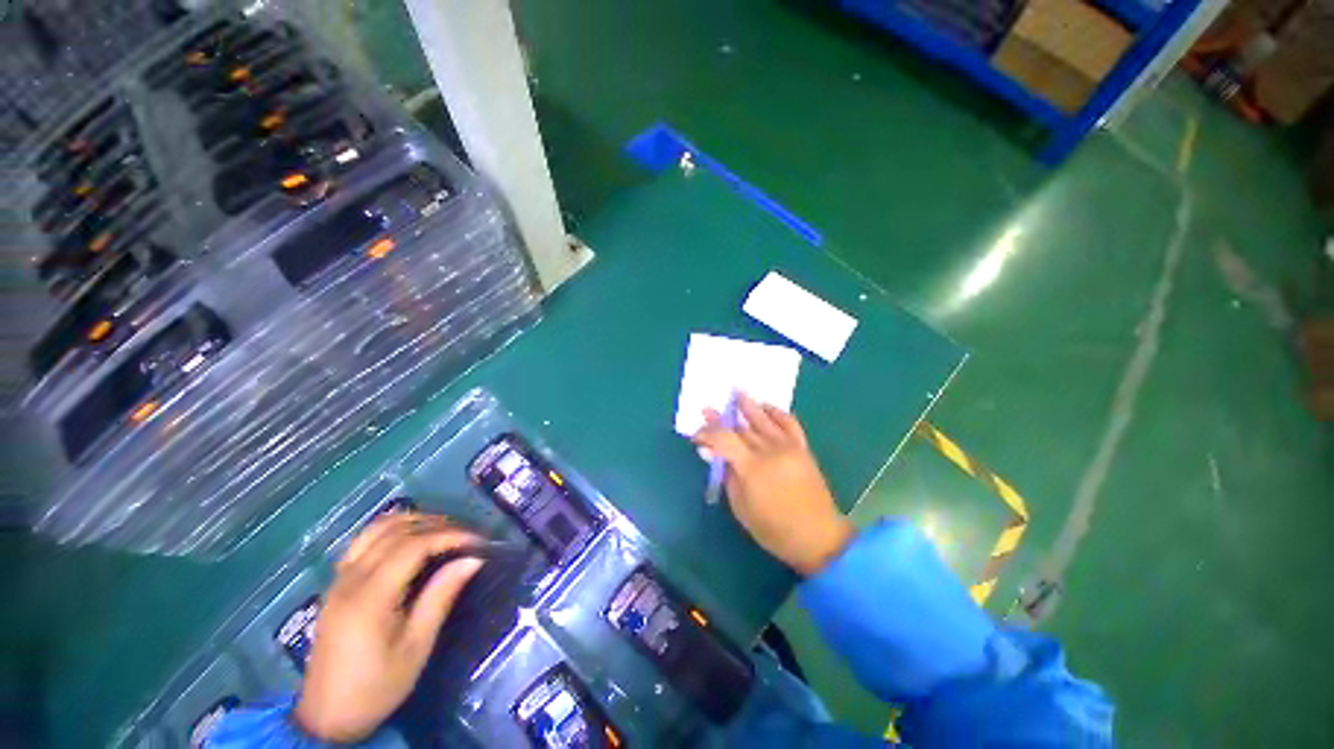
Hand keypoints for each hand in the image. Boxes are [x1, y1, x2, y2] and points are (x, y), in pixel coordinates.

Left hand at [295, 513, 484, 742]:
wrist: (326, 717)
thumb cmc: (377, 687)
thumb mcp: (416, 647)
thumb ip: (441, 597)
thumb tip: (473, 560)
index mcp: (370, 597)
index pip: (414, 545)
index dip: (450, 535)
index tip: (479, 541)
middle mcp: (351, 579)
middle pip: (397, 530)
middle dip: (438, 525)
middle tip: (468, 535)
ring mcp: (339, 578)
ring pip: (378, 528)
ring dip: (415, 521)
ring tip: (444, 531)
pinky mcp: (336, 583)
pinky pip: (364, 540)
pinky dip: (393, 529)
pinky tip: (410, 539)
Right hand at [693, 393, 854, 575]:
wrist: (817, 537)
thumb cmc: (774, 530)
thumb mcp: (741, 508)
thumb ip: (727, 477)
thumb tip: (712, 453)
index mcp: (752, 468)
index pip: (723, 439)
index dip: (707, 434)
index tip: (696, 436)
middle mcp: (769, 451)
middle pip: (740, 427)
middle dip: (721, 419)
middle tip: (708, 410)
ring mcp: (788, 447)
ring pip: (764, 419)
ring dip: (748, 405)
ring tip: (737, 392)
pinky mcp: (802, 448)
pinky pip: (789, 423)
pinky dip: (777, 412)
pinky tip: (766, 407)